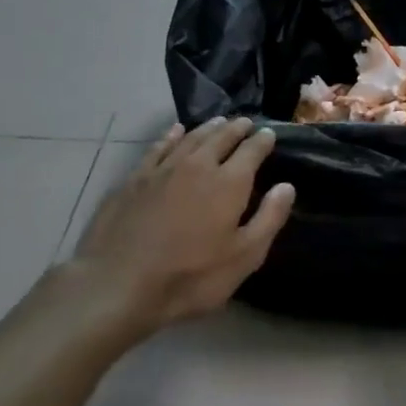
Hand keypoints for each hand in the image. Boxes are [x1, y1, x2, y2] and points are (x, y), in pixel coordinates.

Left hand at [56, 118, 296, 342]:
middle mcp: (197, 166)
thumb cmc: (190, 277)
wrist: (118, 283)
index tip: (269, 134)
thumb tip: (287, 186)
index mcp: (228, 183)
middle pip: (221, 138)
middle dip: (236, 129)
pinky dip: (171, 136)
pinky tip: (175, 131)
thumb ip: (268, 218)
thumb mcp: (244, 257)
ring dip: (208, 128)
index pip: (251, 151)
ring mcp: (162, 170)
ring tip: (219, 122)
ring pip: (190, 138)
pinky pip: (158, 147)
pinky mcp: (134, 179)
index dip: (262, 141)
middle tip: (245, 122)